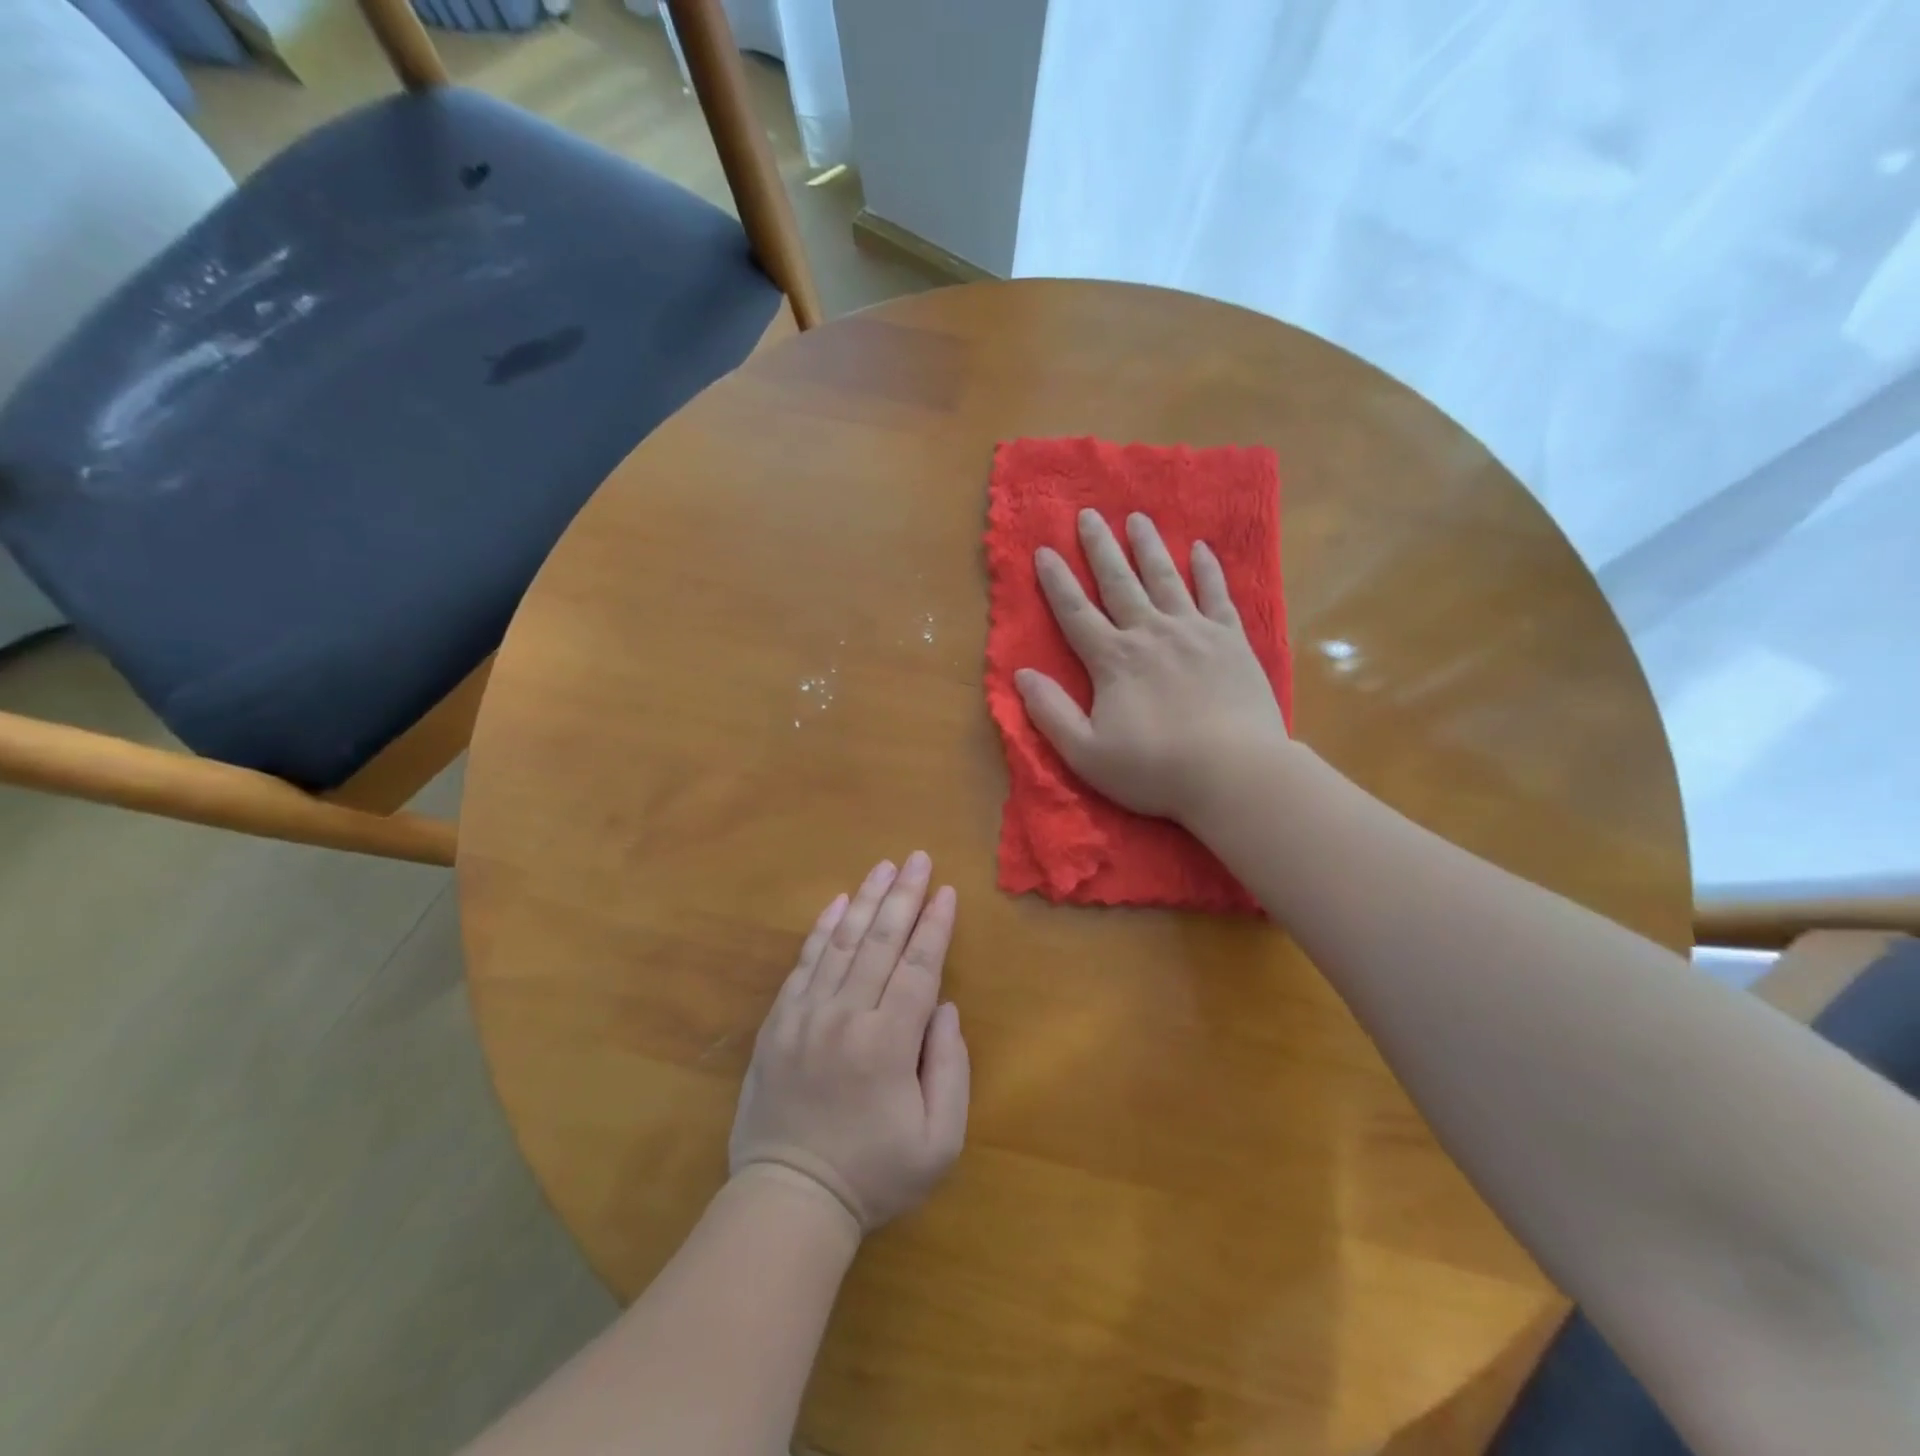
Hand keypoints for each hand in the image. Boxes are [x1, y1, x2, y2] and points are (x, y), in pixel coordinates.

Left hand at [729, 854, 969, 1233]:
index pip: (918, 967)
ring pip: (842, 943)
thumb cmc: (873, 1175)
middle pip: (881, 942)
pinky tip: (835, 905)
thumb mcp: (938, 1142)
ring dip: (864, 901)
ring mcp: (806, 1016)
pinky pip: (803, 964)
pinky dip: (821, 930)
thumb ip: (951, 1069)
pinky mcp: (779, 1023)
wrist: (789, 1199)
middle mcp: (847, 1016)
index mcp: (889, 1043)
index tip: (946, 891)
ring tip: (882, 867)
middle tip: (917, 858)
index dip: (935, 926)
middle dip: (903, 896)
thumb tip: (944, 1008)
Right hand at [1015, 509, 1288, 820]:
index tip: (1044, 550)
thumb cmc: (1155, 769)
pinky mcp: (1231, 641)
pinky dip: (1208, 571)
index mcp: (1113, 660)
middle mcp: (1150, 633)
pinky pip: (1217, 595)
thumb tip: (1021, 675)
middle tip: (1088, 515)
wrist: (1234, 774)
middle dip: (1100, 548)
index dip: (1057, 581)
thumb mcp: (1086, 753)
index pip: (1076, 612)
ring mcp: (1194, 632)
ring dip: (1148, 547)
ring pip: (1165, 578)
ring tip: (1137, 518)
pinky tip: (1201, 550)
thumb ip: (1051, 712)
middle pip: (1120, 583)